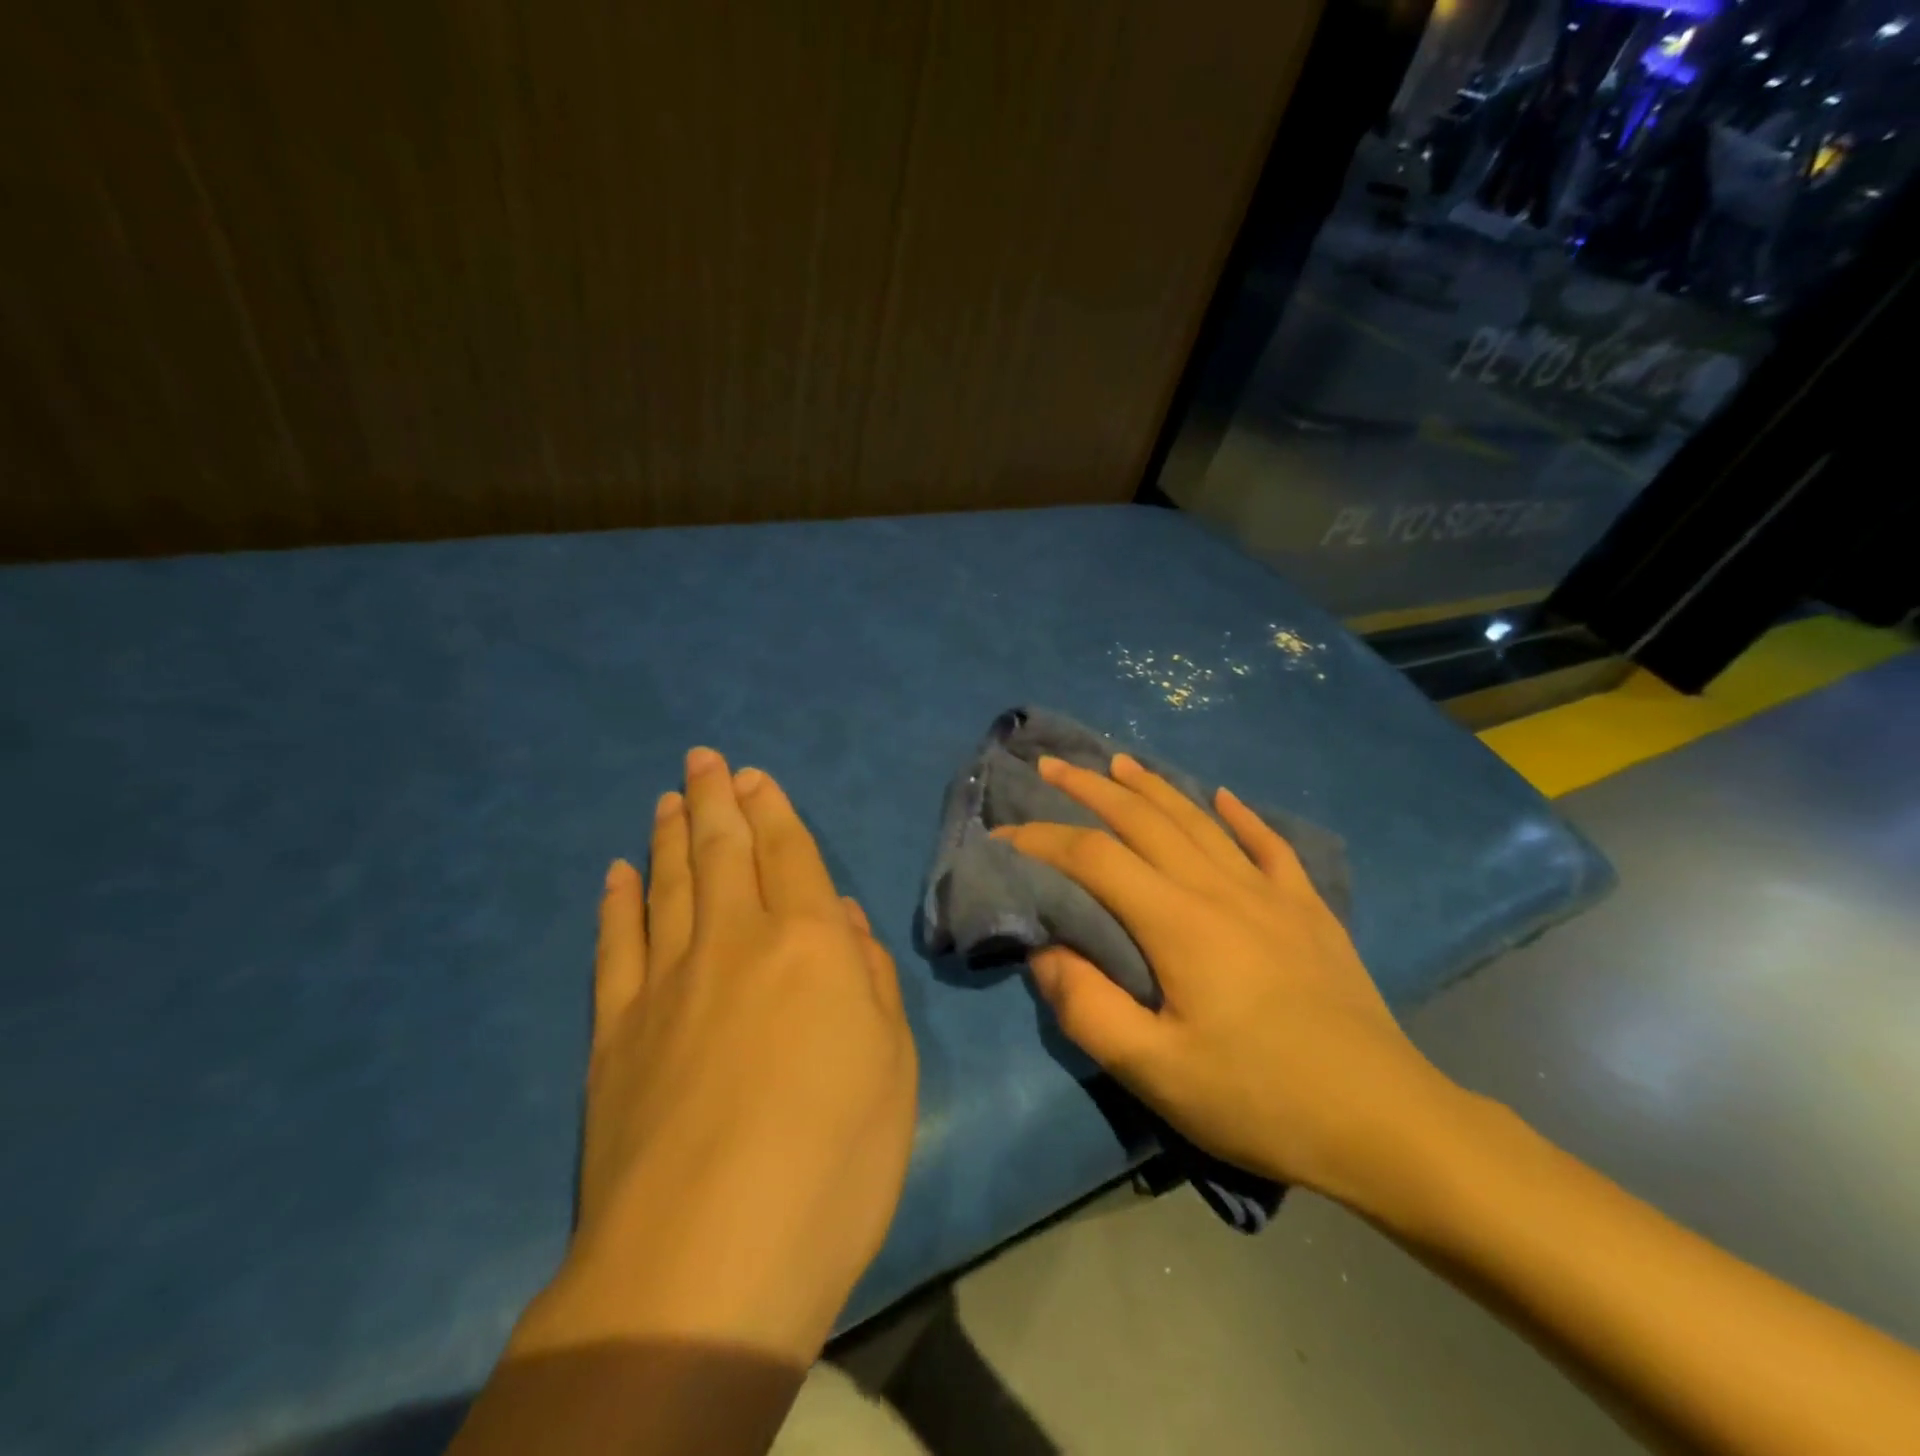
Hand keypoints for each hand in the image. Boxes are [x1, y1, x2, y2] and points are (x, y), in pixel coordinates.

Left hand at [515, 747, 917, 1366]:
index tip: (752, 776)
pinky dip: (617, 902)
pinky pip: (615, 944)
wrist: (707, 1260)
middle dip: (716, 799)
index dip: (772, 810)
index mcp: (810, 946)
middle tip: (703, 760)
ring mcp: (666, 982)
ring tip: (668, 797)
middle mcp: (735, 942)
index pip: (790, 856)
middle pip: (722, 852)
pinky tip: (617, 874)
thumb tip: (843, 921)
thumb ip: (869, 980)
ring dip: (670, 835)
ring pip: (668, 885)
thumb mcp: (893, 1066)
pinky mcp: (615, 1030)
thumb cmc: (833, 1160)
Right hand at [994, 753, 1460, 1211]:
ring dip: (1153, 787)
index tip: (1003, 835)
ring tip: (1120, 761)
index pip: (1094, 858)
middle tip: (1052, 765)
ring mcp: (1271, 893)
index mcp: (1178, 921)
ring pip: (1199, 820)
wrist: (1384, 1121)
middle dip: (1091, 788)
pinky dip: (1242, 817)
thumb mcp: (1156, 1072)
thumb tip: (1043, 951)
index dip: (1042, 839)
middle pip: (1144, 819)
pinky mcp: (1309, 910)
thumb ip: (1087, 1008)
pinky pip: (1270, 846)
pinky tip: (1225, 797)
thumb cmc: (1260, 1098)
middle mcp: (1220, 888)